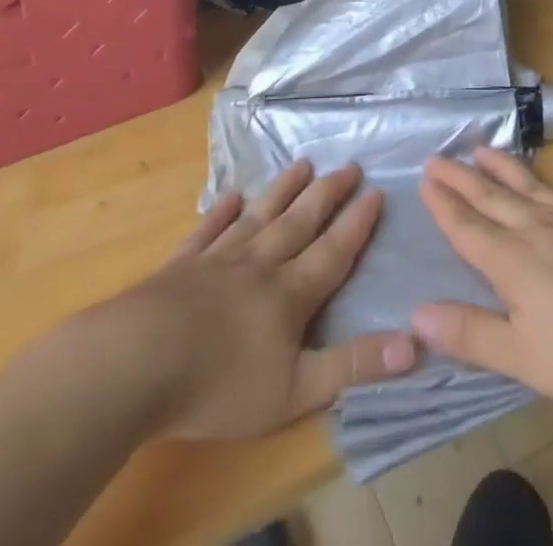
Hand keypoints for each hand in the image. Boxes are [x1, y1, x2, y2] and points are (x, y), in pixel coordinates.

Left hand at [35, 161, 416, 439]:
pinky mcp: (179, 266)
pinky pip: (206, 231)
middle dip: (327, 193)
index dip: (357, 223)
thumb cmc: (220, 384)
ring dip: (282, 190)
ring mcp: (217, 259)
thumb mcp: (295, 390)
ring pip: (259, 216)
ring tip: (301, 163)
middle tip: (347, 164)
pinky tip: (229, 197)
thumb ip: (353, 365)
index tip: (376, 191)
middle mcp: (259, 263)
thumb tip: (415, 344)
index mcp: (289, 293)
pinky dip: (220, 213)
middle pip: (300, 221)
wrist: (137, 362)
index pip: (334, 251)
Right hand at [412, 149, 552, 403]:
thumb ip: (470, 334)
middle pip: (494, 200)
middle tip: (438, 156)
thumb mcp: (524, 355)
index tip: (424, 180)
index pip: (468, 228)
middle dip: (463, 180)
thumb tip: (417, 313)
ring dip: (508, 170)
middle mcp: (541, 230)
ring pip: (536, 189)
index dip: (444, 206)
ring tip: (484, 150)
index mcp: (513, 262)